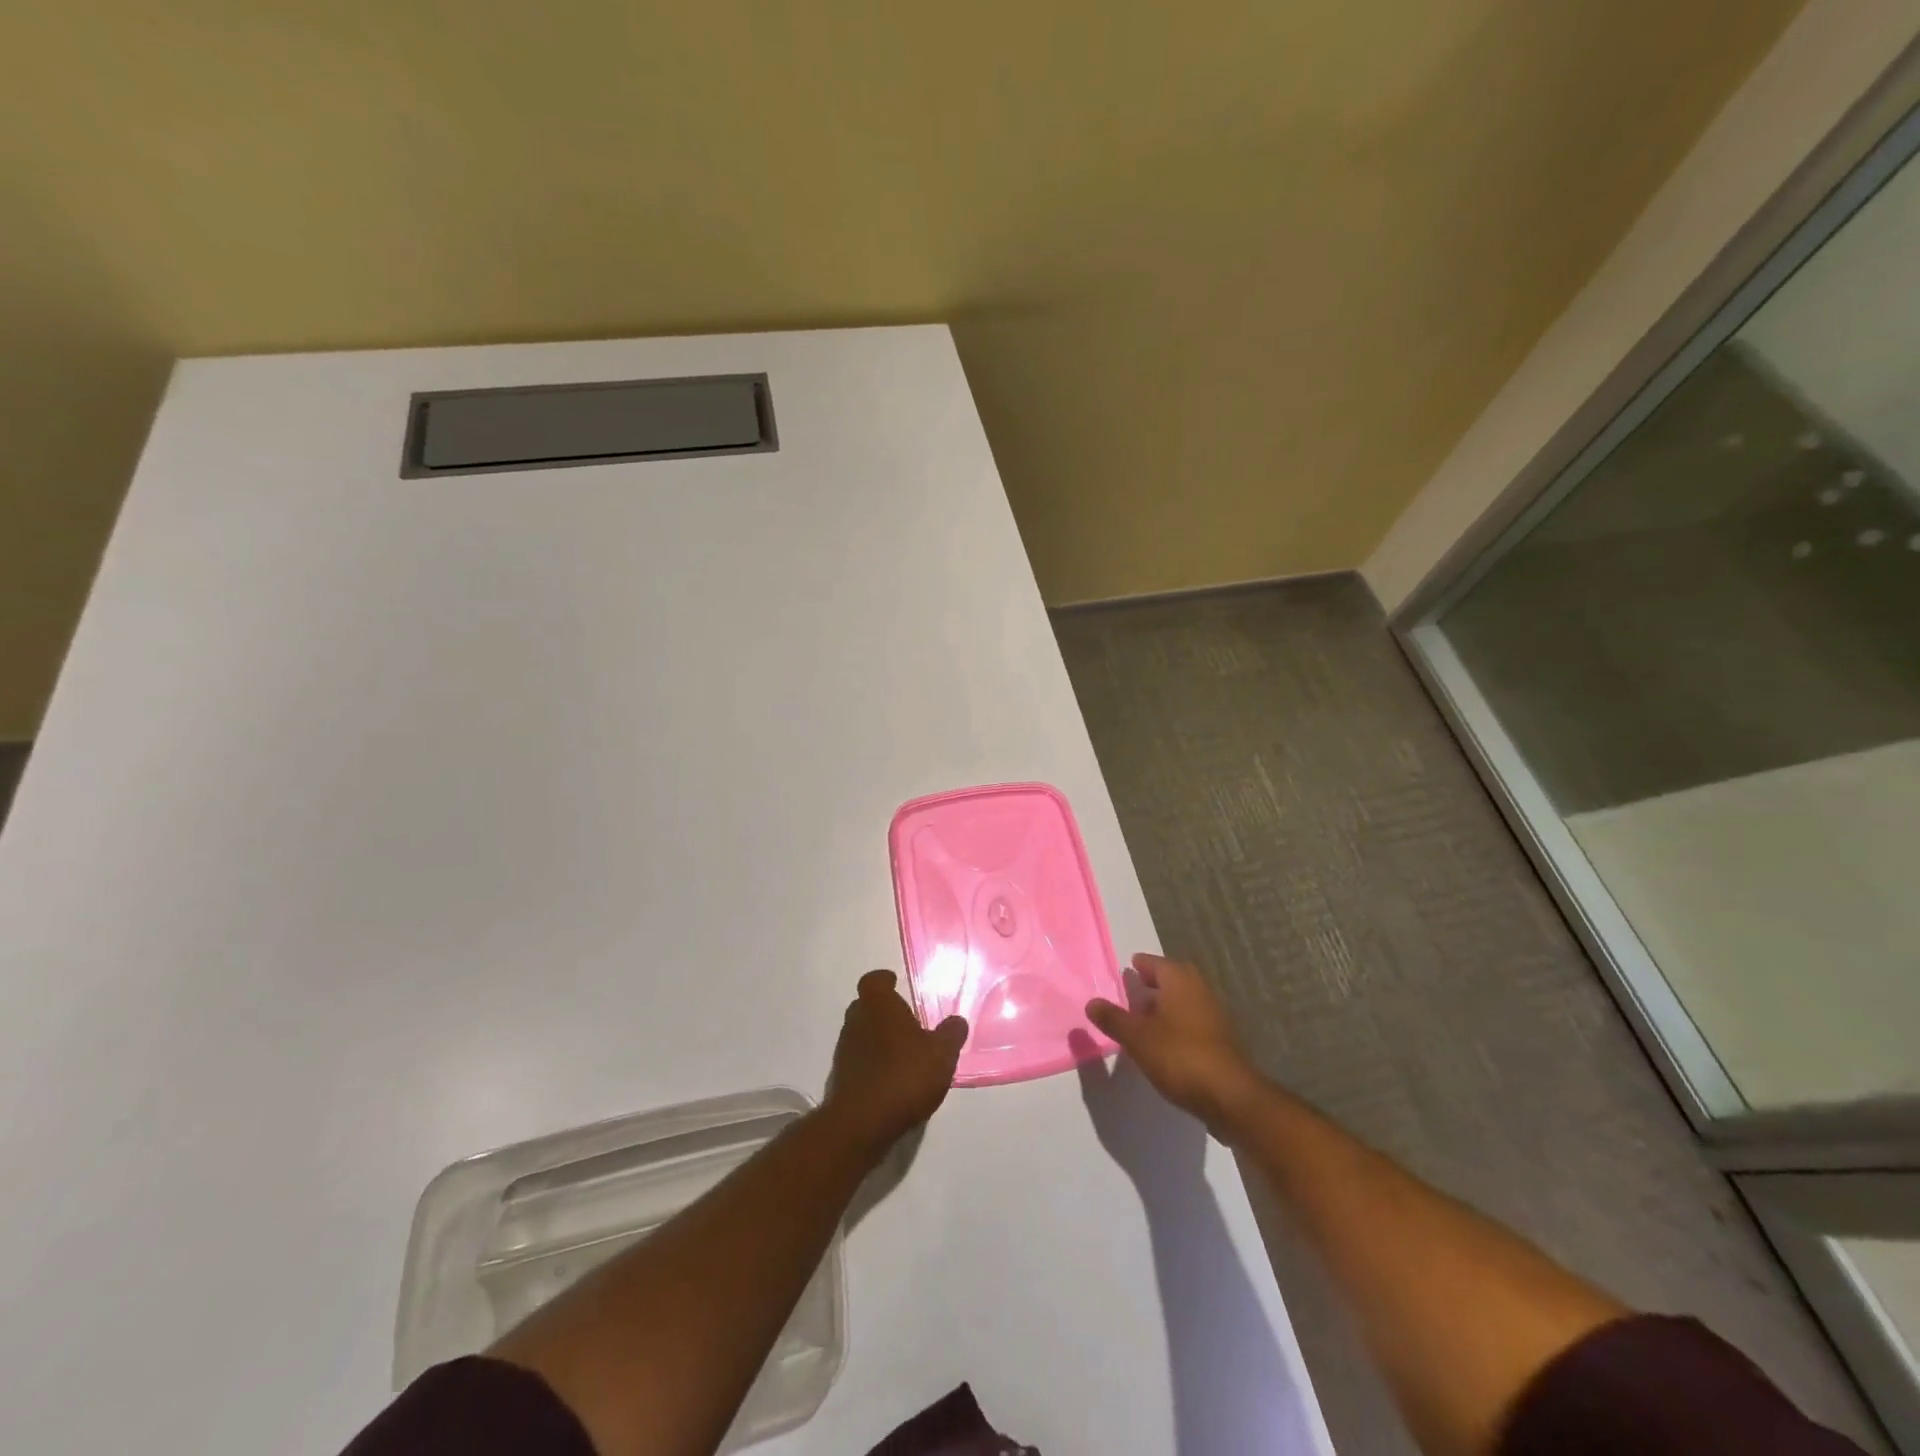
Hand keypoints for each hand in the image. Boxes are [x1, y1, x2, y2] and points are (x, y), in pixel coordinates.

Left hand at [822, 970, 967, 1158]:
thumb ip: (951, 1034)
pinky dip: (872, 1064)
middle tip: (906, 1022)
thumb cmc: (904, 1075)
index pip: (874, 980)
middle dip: (883, 1011)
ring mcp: (844, 1050)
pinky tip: (891, 1080)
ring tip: (903, 1054)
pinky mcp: (840, 1079)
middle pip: (866, 1006)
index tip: (895, 983)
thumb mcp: (941, 1054)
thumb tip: (956, 1020)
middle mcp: (856, 1021)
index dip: (884, 980)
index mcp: (878, 1005)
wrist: (861, 1123)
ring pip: (861, 1034)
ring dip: (878, 1039)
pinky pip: (859, 1061)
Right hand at [1086, 953, 1260, 1131]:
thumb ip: (1113, 1018)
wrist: (1229, 1095)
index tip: (1129, 968)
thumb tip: (1092, 1003)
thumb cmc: (1179, 1056)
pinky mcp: (1221, 1038)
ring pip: (1185, 999)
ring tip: (1145, 1017)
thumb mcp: (1137, 1037)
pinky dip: (1178, 1021)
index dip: (1141, 965)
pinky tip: (1165, 1040)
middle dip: (1155, 982)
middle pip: (1174, 978)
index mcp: (1179, 981)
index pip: (1156, 963)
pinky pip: (1194, 1019)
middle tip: (1136, 989)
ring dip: (1167, 1003)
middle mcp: (1199, 990)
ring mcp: (1214, 1014)